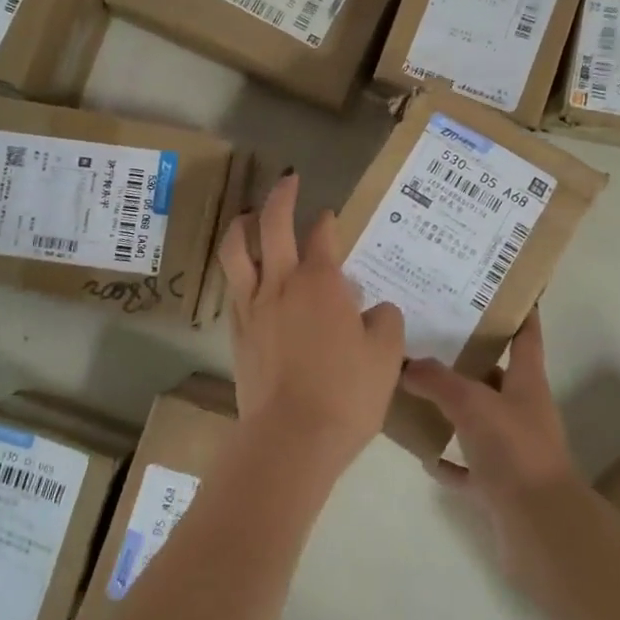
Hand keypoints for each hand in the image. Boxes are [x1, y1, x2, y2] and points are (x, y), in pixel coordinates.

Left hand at [216, 171, 406, 475]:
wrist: (291, 439)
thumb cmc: (346, 393)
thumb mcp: (386, 355)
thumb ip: (385, 321)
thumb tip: (374, 309)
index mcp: (321, 281)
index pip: (322, 235)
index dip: (327, 221)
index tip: (330, 215)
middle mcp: (282, 283)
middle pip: (273, 224)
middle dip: (281, 196)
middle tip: (288, 180)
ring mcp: (253, 306)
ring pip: (237, 250)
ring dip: (242, 225)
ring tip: (249, 215)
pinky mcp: (238, 332)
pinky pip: (234, 287)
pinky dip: (239, 269)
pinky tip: (247, 275)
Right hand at [398, 309, 586, 586]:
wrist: (541, 529)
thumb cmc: (514, 451)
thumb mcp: (472, 404)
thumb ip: (438, 381)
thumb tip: (407, 365)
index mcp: (527, 383)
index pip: (526, 336)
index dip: (519, 311)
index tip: (502, 289)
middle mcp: (523, 411)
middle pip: (496, 375)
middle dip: (469, 358)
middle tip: (433, 335)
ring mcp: (513, 450)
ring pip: (480, 419)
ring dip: (454, 409)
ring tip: (417, 390)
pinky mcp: (500, 486)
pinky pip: (469, 466)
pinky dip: (449, 460)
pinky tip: (423, 453)